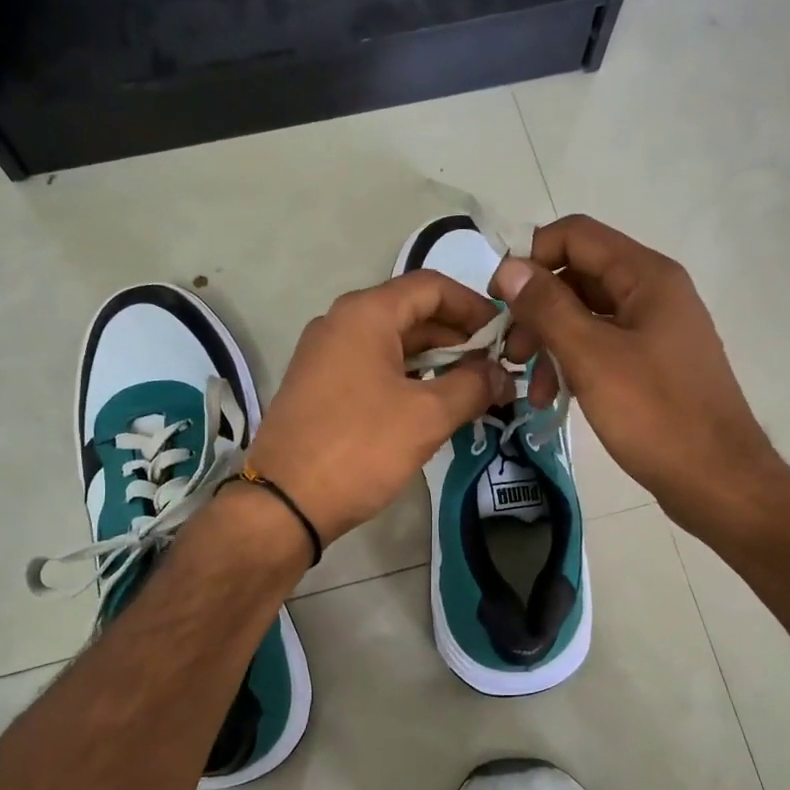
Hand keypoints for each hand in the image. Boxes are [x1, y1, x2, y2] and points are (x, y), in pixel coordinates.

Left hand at [248, 271, 514, 546]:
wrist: (284, 503)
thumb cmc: (360, 448)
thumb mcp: (427, 416)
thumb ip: (473, 386)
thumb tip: (502, 374)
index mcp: (365, 314)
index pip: (431, 286)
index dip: (474, 305)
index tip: (504, 335)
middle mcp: (340, 323)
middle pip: (412, 313)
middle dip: (458, 338)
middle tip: (496, 369)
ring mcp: (325, 355)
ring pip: (393, 344)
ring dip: (436, 361)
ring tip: (473, 390)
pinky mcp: (319, 387)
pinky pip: (373, 368)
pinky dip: (408, 378)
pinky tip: (432, 406)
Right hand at [494, 215, 784, 535]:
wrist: (717, 480)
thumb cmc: (655, 415)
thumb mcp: (592, 358)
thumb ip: (547, 308)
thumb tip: (509, 267)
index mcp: (646, 277)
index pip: (576, 236)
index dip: (531, 257)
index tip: (497, 300)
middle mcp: (653, 293)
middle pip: (578, 277)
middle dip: (536, 311)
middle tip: (508, 353)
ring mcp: (655, 330)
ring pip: (586, 317)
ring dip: (549, 344)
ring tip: (527, 388)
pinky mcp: (652, 365)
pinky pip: (601, 348)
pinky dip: (572, 365)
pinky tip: (552, 397)